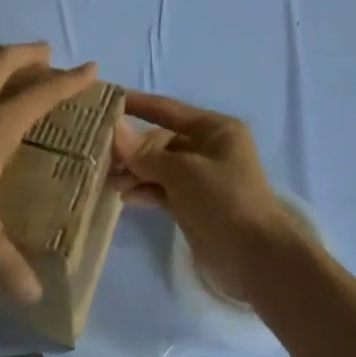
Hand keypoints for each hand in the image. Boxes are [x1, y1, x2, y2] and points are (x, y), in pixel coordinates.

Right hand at [112, 92, 302, 301]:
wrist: (256, 257)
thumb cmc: (224, 201)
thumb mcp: (183, 172)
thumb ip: (145, 153)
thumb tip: (114, 129)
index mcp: (215, 130)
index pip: (168, 110)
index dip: (138, 104)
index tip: (105, 100)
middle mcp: (208, 149)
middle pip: (160, 141)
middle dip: (132, 149)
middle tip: (99, 158)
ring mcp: (201, 178)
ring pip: (159, 167)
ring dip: (135, 173)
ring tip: (108, 182)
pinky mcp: (194, 204)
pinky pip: (163, 190)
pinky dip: (145, 191)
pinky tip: (125, 197)